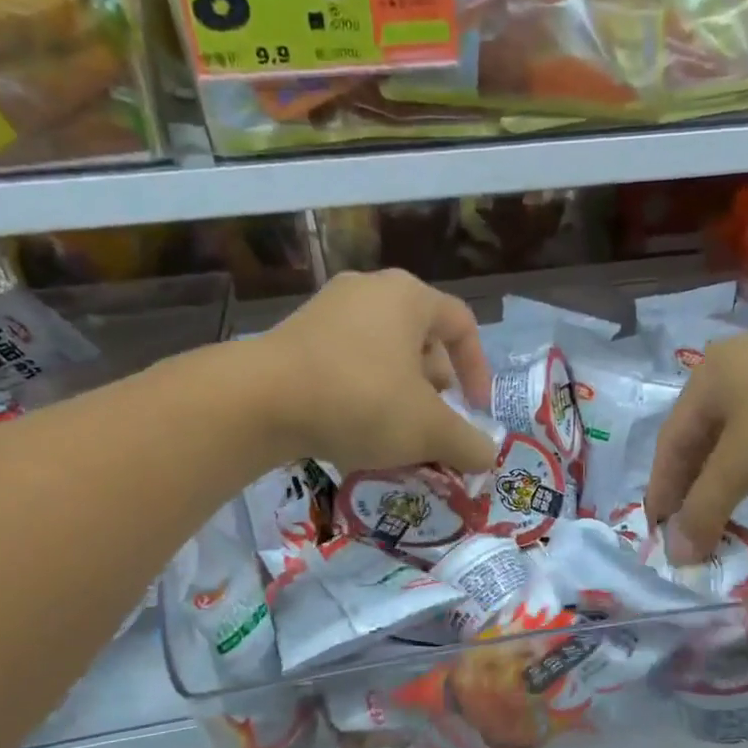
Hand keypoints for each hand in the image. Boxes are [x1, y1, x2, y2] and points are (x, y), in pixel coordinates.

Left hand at [254, 269, 496, 472]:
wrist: (259, 402)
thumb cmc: (362, 400)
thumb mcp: (428, 430)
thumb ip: (468, 443)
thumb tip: (487, 456)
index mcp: (408, 297)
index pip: (462, 325)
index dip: (478, 370)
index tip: (475, 410)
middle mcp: (369, 292)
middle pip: (421, 341)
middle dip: (435, 390)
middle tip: (434, 427)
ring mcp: (327, 311)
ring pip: (383, 356)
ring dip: (400, 397)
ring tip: (397, 437)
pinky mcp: (296, 338)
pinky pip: (348, 364)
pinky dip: (364, 395)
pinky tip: (357, 433)